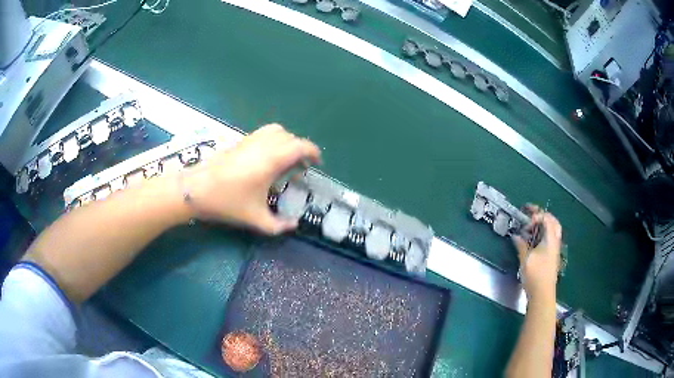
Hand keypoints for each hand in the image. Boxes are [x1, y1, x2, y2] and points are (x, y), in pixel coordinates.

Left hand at [183, 124, 320, 233]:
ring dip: (287, 141)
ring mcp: (250, 140)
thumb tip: (293, 225)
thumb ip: (278, 225)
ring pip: (276, 131)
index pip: (301, 146)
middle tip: (301, 167)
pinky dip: (273, 140)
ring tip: (285, 159)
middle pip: (290, 137)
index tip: (317, 163)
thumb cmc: (227, 201)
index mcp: (272, 159)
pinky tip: (266, 159)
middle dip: (301, 149)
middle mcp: (264, 144)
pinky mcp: (239, 141)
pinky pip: (263, 133)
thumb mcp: (256, 219)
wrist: (196, 189)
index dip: (313, 152)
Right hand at [512, 205, 561, 300]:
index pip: (547, 219)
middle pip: (553, 222)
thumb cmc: (535, 275)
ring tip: (532, 227)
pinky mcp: (552, 256)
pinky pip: (551, 238)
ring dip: (544, 225)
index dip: (537, 214)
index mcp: (550, 239)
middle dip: (543, 216)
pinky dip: (544, 234)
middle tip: (532, 216)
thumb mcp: (525, 259)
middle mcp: (555, 241)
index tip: (527, 217)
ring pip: (553, 230)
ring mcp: (555, 249)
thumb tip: (516, 235)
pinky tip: (535, 240)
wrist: (543, 294)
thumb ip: (521, 245)